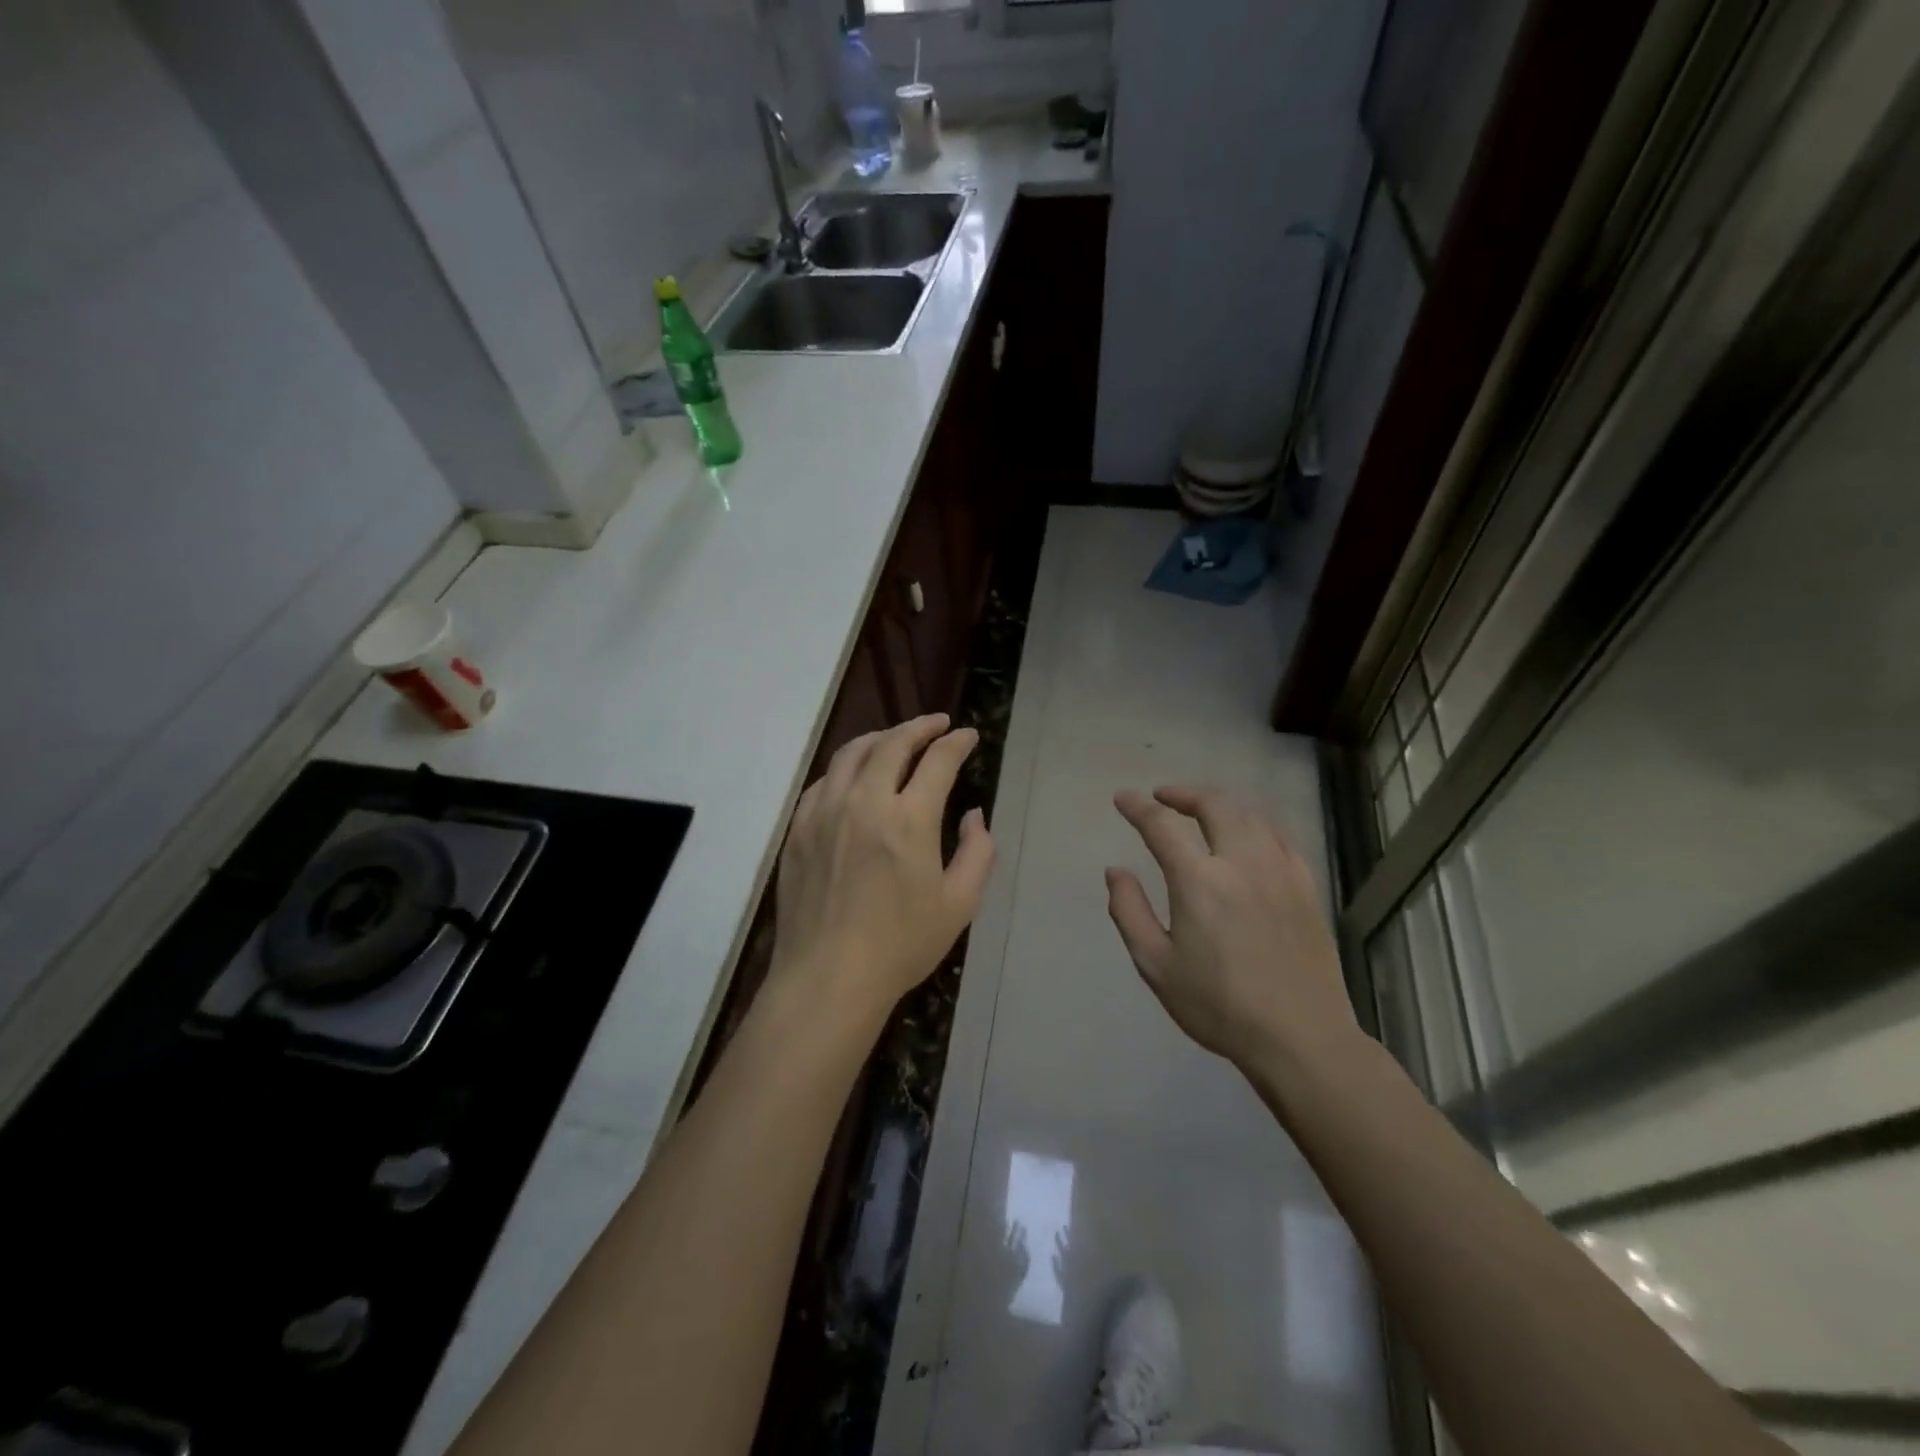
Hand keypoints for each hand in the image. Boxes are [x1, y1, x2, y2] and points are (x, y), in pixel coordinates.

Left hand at [772, 714, 995, 1026]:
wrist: (828, 977)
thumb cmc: (901, 945)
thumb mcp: (959, 904)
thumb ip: (977, 852)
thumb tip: (974, 815)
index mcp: (909, 819)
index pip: (938, 760)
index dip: (957, 742)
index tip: (969, 736)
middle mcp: (865, 802)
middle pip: (893, 743)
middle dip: (920, 727)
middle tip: (937, 725)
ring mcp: (825, 812)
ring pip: (852, 753)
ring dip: (881, 737)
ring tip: (897, 739)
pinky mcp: (798, 828)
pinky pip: (823, 780)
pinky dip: (846, 767)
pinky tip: (855, 775)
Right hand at [1105, 786, 1357, 1071]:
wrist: (1300, 1038)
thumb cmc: (1218, 1006)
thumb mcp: (1156, 965)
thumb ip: (1129, 911)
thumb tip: (1115, 871)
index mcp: (1200, 881)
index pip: (1162, 826)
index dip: (1137, 807)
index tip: (1122, 799)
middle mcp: (1241, 863)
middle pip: (1214, 805)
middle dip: (1183, 793)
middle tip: (1162, 797)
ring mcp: (1280, 872)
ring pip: (1250, 816)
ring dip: (1219, 805)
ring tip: (1201, 812)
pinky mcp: (1306, 887)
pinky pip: (1280, 837)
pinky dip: (1255, 824)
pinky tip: (1248, 835)